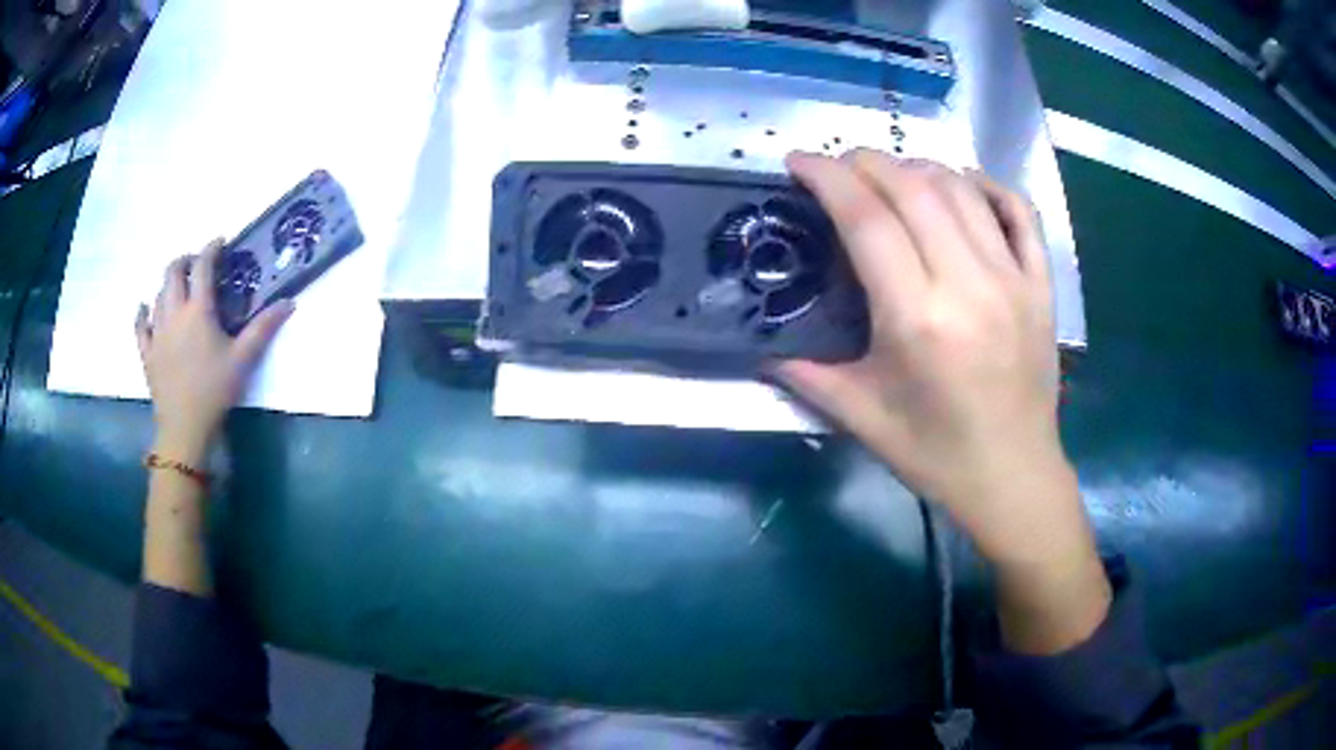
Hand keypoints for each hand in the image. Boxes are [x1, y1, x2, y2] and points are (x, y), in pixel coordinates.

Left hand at [134, 239, 292, 462]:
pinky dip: (142, 313)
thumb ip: (264, 327)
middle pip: (173, 272)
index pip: (203, 266)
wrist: (184, 427)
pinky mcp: (147, 352)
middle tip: (196, 264)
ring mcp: (156, 332)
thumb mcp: (243, 359)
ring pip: (157, 294)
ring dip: (168, 285)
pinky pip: (140, 325)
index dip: (211, 249)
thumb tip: (289, 302)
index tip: (220, 242)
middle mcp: (174, 312)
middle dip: (184, 260)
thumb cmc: (215, 390)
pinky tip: (144, 309)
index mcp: (198, 309)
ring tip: (178, 289)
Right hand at [778, 150, 1107, 652]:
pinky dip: (987, 185)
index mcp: (919, 320)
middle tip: (838, 166)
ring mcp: (1013, 280)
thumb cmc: (935, 456)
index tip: (799, 162)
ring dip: (918, 167)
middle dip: (866, 162)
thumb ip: (805, 373)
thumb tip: (758, 342)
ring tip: (890, 175)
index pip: (867, 219)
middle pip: (913, 188)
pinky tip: (962, 184)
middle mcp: (969, 285)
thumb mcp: (861, 419)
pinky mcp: (1041, 286)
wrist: (1013, 478)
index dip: (828, 177)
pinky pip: (1019, 213)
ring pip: (962, 189)